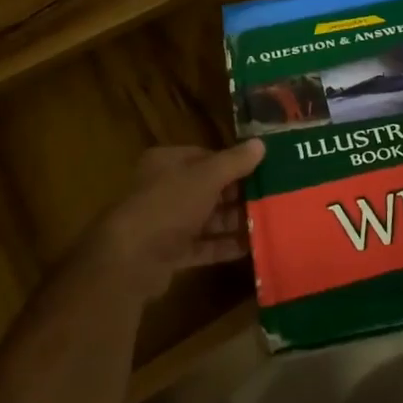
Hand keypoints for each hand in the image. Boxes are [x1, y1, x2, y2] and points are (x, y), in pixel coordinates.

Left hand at [86, 140, 265, 301]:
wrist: (131, 258)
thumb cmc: (168, 205)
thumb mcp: (206, 177)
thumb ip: (234, 162)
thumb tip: (260, 144)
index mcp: (167, 162)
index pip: (205, 157)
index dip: (233, 163)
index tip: (262, 171)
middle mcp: (164, 189)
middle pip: (207, 188)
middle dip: (238, 195)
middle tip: (271, 199)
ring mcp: (165, 222)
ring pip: (207, 218)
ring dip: (234, 222)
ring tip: (268, 224)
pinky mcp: (169, 253)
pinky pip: (203, 246)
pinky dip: (224, 246)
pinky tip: (252, 248)